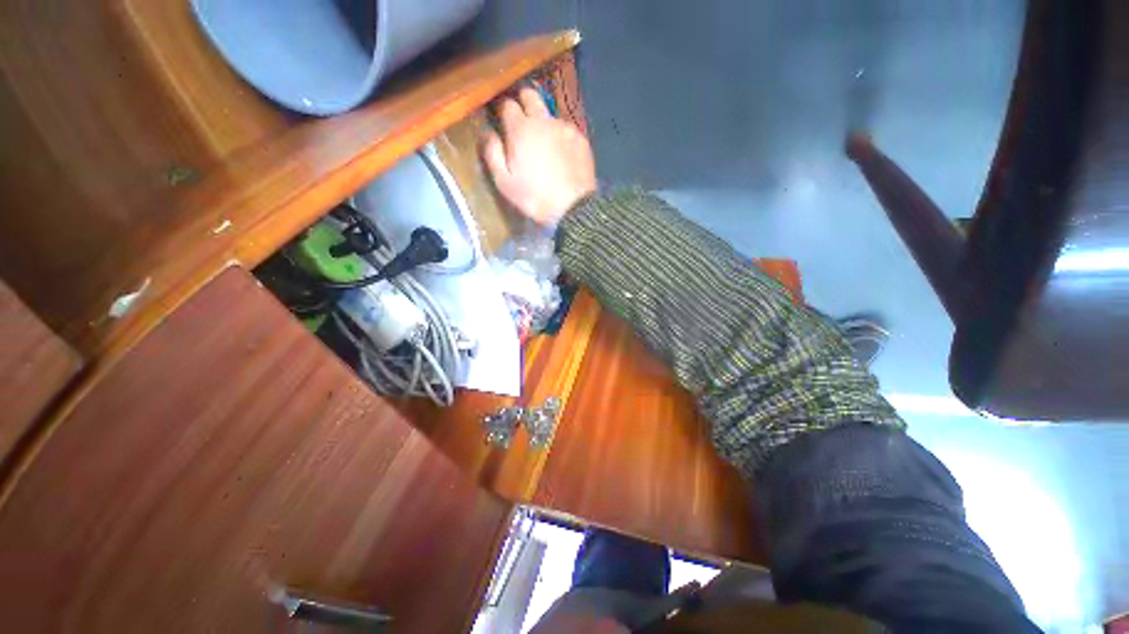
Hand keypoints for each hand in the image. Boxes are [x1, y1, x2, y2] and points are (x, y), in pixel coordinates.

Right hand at [482, 87, 596, 224]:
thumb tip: (487, 131)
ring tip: (546, 148)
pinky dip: (561, 138)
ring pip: (550, 115)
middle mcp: (544, 120)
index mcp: (521, 129)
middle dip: (523, 101)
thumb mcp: (504, 181)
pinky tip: (562, 157)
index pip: (507, 104)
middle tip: (522, 121)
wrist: (572, 209)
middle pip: (530, 95)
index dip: (502, 110)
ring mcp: (565, 127)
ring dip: (544, 124)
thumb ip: (492, 152)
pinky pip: (567, 130)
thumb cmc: (534, 198)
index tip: (502, 121)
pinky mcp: (581, 139)